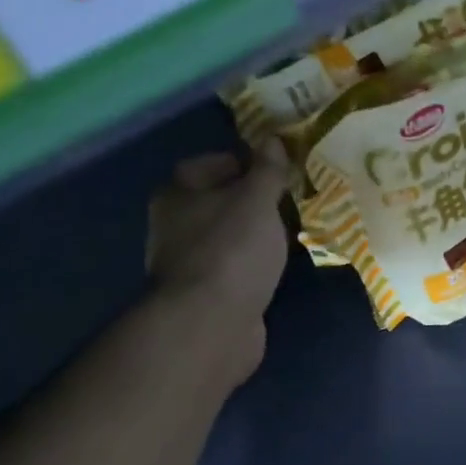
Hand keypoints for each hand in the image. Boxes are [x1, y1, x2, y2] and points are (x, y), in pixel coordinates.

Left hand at [145, 144, 288, 383]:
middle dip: (254, 202)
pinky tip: (276, 269)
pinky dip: (254, 265)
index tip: (278, 172)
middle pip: (219, 202)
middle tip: (291, 203)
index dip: (245, 162)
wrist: (211, 324)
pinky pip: (235, 268)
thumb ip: (267, 170)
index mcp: (178, 194)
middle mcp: (174, 225)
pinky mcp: (206, 294)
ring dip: (256, 236)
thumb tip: (272, 140)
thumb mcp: (256, 200)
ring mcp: (188, 263)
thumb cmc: (232, 250)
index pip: (210, 164)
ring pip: (228, 237)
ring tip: (290, 236)